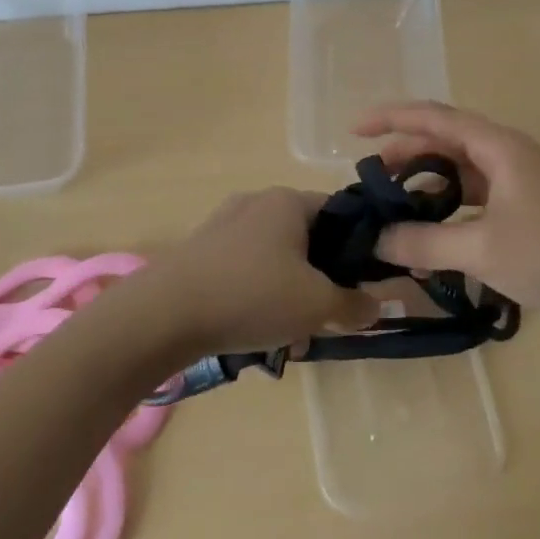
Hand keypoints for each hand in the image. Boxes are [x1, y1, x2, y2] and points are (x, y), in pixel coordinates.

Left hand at [140, 189, 378, 356]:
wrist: (163, 314)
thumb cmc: (251, 296)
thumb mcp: (317, 306)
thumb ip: (354, 305)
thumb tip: (377, 305)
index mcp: (288, 201)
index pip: (339, 212)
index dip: (358, 246)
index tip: (362, 283)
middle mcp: (256, 202)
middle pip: (306, 239)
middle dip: (319, 280)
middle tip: (324, 317)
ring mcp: (223, 225)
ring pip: (275, 259)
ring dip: (288, 294)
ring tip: (288, 337)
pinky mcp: (200, 251)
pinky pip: (244, 270)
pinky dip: (256, 296)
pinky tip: (253, 332)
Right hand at [355, 101, 539, 321]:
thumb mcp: (480, 250)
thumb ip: (424, 243)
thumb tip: (378, 240)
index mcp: (498, 146)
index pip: (434, 118)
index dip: (392, 118)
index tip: (354, 129)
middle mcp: (505, 152)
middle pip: (444, 138)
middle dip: (404, 151)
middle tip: (370, 176)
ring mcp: (515, 177)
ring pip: (457, 166)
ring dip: (425, 178)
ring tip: (393, 200)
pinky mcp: (520, 202)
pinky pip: (472, 190)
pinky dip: (445, 200)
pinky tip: (428, 224)